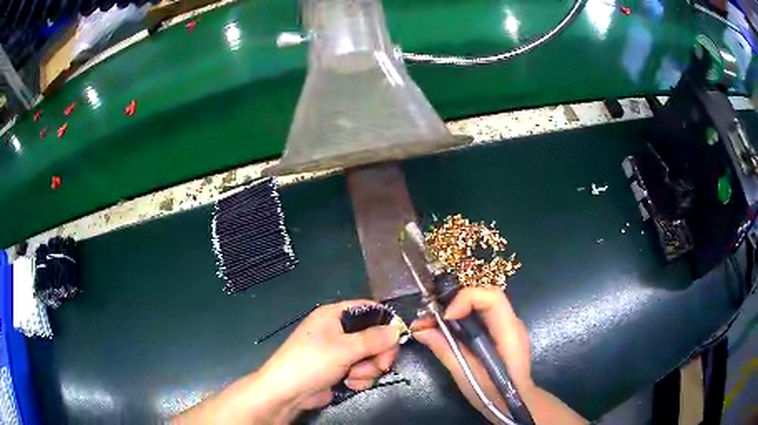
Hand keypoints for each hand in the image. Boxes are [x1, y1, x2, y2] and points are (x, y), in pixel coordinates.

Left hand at [174, 300, 401, 424]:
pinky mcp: (341, 369)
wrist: (288, 393)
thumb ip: (374, 339)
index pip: (368, 309)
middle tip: (381, 365)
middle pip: (374, 336)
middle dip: (379, 353)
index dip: (385, 320)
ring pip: (371, 356)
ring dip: (368, 369)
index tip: (398, 336)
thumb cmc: (311, 362)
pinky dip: (360, 378)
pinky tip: (349, 384)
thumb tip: (398, 329)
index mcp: (335, 315)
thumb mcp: (344, 348)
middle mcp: (338, 330)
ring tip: (353, 376)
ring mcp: (340, 351)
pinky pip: (363, 370)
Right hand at [412, 288, 585, 423]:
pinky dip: (461, 320)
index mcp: (509, 332)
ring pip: (480, 306)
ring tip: (431, 325)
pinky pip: (481, 318)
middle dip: (454, 303)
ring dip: (455, 311)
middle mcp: (512, 323)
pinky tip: (446, 333)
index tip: (445, 317)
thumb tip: (420, 330)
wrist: (516, 403)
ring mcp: (508, 327)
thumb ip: (446, 349)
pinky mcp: (501, 334)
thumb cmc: (493, 394)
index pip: (492, 297)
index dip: (466, 299)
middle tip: (429, 318)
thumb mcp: (466, 375)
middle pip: (483, 297)